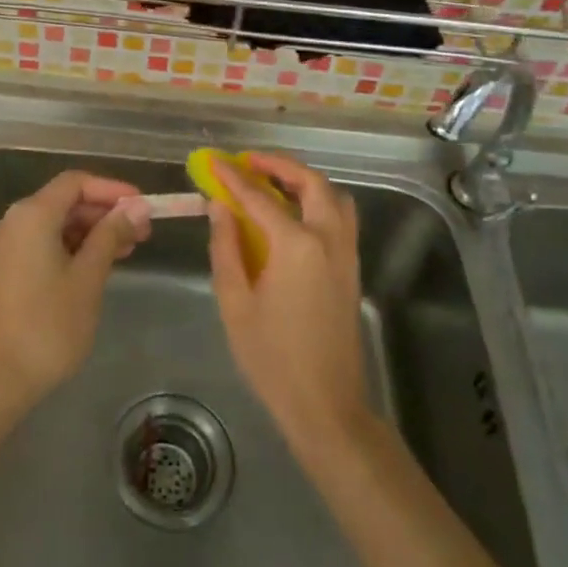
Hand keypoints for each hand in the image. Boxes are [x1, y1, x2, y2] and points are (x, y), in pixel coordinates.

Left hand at [0, 170, 149, 420]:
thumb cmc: (48, 326)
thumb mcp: (88, 278)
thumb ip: (111, 236)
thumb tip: (137, 207)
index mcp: (31, 215)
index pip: (75, 183)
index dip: (112, 189)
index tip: (142, 205)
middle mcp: (12, 222)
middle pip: (64, 202)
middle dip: (104, 212)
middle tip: (142, 231)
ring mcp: (4, 247)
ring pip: (54, 224)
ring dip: (90, 231)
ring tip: (127, 249)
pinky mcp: (3, 270)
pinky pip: (41, 244)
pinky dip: (71, 247)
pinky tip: (97, 265)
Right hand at [207, 152, 372, 460]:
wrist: (325, 404)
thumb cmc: (271, 357)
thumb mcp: (235, 301)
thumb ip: (226, 247)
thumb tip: (220, 207)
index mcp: (296, 245)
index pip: (259, 197)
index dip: (234, 178)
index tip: (215, 162)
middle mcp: (328, 238)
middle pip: (310, 183)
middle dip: (279, 165)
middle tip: (249, 163)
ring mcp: (346, 252)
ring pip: (333, 196)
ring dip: (304, 181)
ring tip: (273, 182)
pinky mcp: (352, 268)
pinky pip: (340, 217)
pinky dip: (318, 201)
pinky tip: (293, 214)